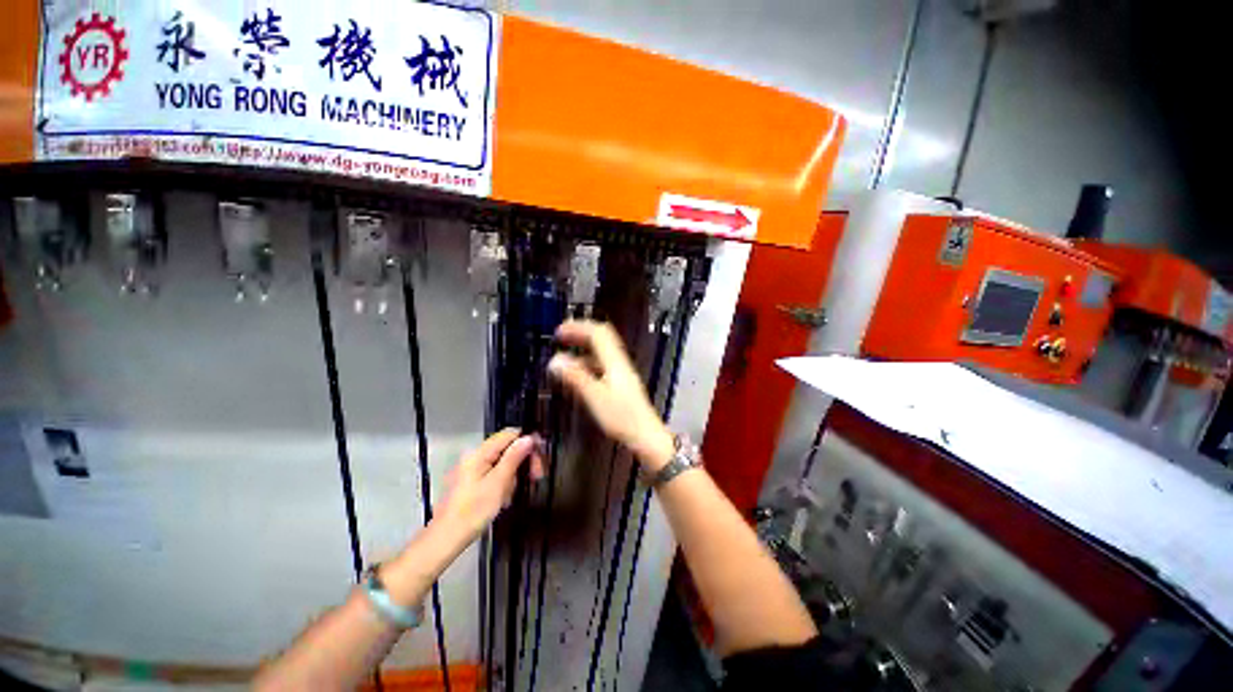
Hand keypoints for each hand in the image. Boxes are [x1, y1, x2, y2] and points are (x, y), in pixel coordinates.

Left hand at [435, 429, 544, 542]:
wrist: (446, 540)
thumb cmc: (473, 512)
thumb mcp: (498, 483)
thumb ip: (513, 458)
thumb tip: (528, 438)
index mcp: (479, 453)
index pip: (510, 434)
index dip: (528, 443)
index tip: (540, 459)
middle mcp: (475, 457)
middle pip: (508, 447)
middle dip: (524, 460)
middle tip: (537, 476)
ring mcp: (473, 469)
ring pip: (504, 462)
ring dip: (515, 474)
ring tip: (514, 493)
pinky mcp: (473, 482)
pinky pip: (496, 474)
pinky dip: (505, 483)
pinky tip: (505, 498)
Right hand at [548, 320, 674, 471]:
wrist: (645, 435)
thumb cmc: (622, 417)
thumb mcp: (595, 397)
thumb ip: (575, 377)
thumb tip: (555, 360)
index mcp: (614, 362)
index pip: (597, 333)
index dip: (578, 327)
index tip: (559, 331)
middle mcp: (619, 363)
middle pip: (602, 338)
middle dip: (581, 333)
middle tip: (562, 336)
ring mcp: (621, 373)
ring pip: (602, 352)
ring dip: (583, 348)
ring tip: (565, 355)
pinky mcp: (621, 383)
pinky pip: (603, 365)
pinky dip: (588, 363)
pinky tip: (579, 375)